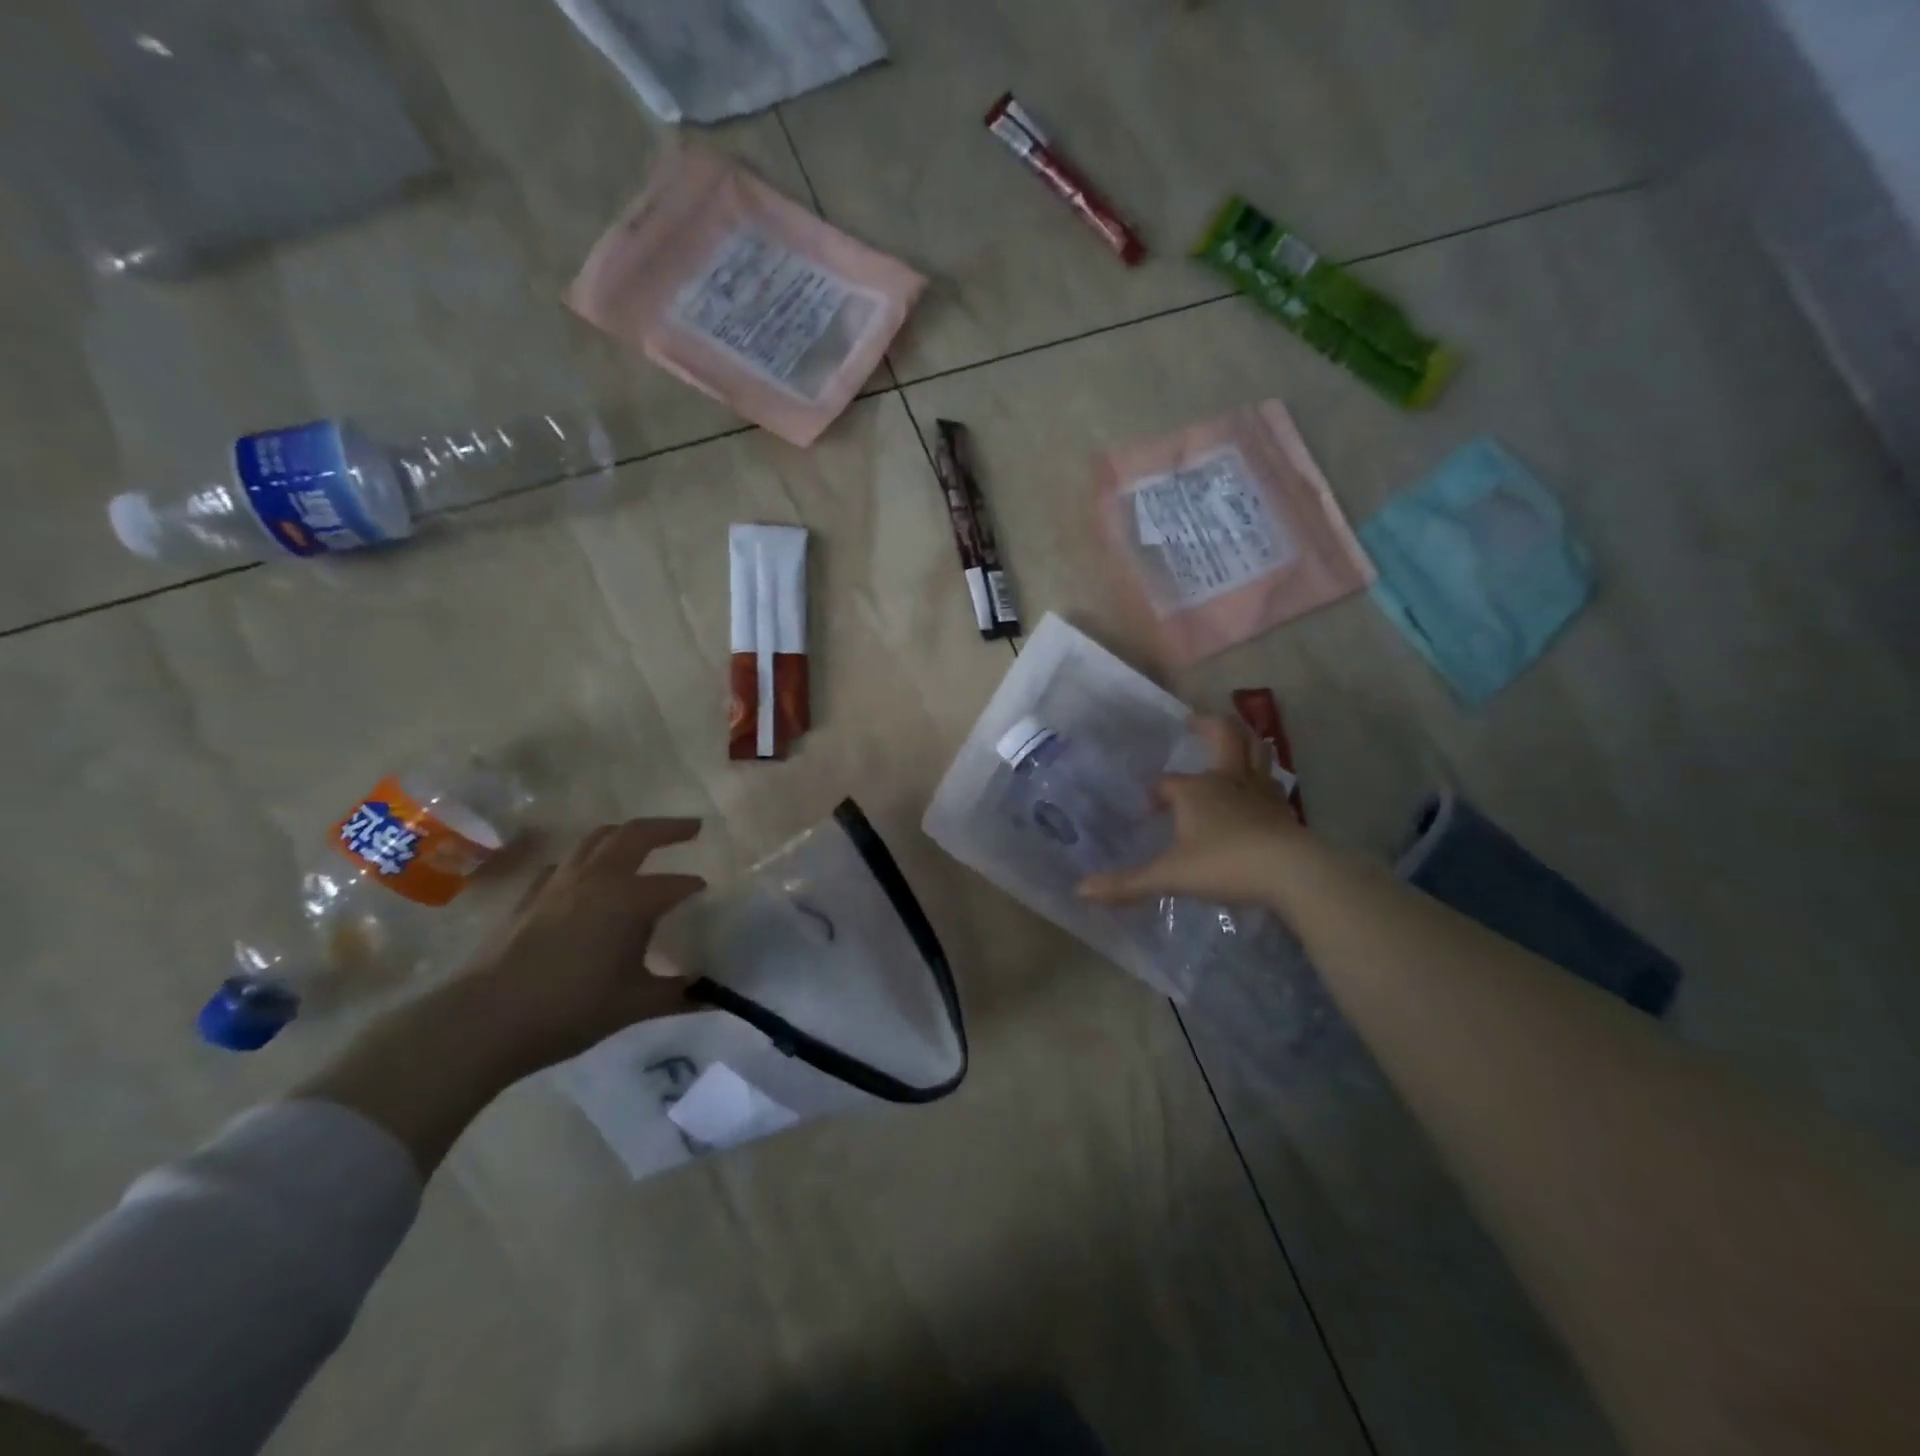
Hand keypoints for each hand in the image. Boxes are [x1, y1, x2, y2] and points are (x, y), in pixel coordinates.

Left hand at [457, 818, 708, 1076]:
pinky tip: (585, 877)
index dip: (694, 888)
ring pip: (597, 839)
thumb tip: (712, 997)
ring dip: (626, 834)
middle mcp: (597, 879)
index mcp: (630, 900)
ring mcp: (559, 883)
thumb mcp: (634, 1005)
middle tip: (694, 827)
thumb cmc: (570, 1010)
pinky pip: (564, 864)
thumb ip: (677, 995)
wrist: (484, 1021)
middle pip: (636, 835)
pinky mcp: (531, 896)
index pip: (676, 885)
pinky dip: (585, 860)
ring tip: (642, 840)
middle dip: (669, 828)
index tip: (708, 894)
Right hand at [1078, 716, 1307, 908]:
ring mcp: (1260, 792)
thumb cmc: (1224, 864)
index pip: (1167, 783)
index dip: (1155, 793)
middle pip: (1224, 737)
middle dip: (1209, 725)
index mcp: (1196, 790)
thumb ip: (1127, 883)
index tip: (1147, 811)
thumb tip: (1081, 890)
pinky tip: (1258, 789)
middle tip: (1194, 720)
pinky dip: (1262, 777)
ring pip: (1255, 752)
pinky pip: (1271, 782)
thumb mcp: (1170, 876)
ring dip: (1243, 741)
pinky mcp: (1282, 810)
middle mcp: (1228, 780)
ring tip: (1233, 740)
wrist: (1291, 873)